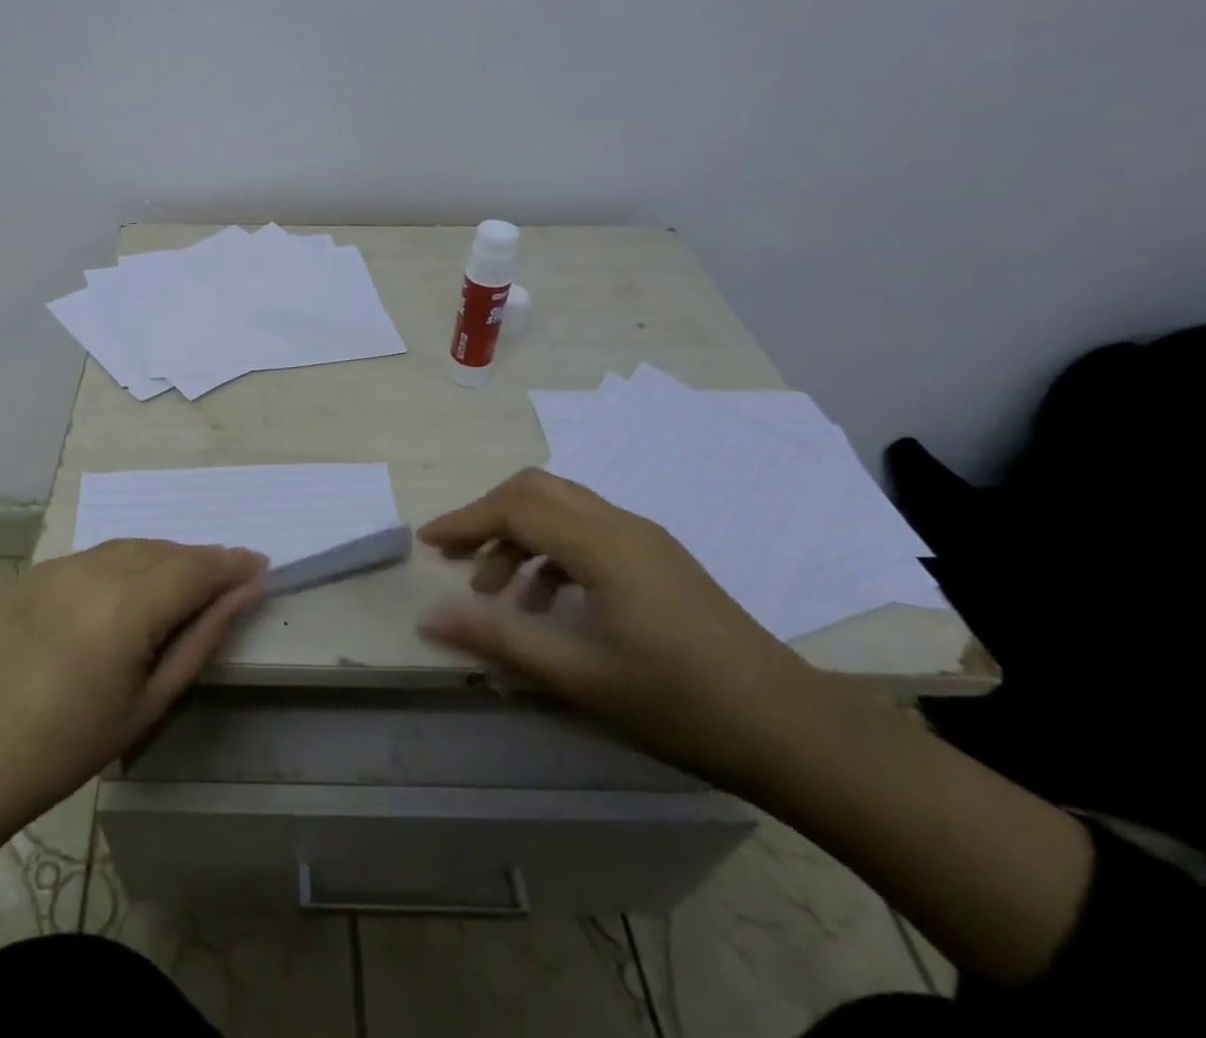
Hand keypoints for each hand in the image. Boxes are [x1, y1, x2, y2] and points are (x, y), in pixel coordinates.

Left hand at [0, 539, 267, 835]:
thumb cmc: (64, 749)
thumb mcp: (147, 704)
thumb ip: (201, 639)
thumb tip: (244, 593)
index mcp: (127, 604)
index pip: (197, 566)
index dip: (233, 563)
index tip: (261, 565)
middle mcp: (95, 569)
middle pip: (165, 550)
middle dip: (201, 561)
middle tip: (225, 584)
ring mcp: (59, 566)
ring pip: (130, 547)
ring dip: (163, 559)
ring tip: (180, 588)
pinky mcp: (33, 573)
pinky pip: (95, 556)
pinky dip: (124, 564)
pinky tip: (124, 594)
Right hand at [418, 467, 830, 793]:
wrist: (795, 732)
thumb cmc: (682, 705)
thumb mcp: (581, 679)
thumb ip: (501, 641)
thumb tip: (431, 618)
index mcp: (603, 545)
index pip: (515, 508)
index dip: (464, 520)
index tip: (427, 544)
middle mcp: (622, 525)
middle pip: (536, 489)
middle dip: (488, 516)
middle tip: (456, 557)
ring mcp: (646, 540)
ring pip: (562, 508)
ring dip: (519, 536)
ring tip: (498, 594)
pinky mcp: (659, 559)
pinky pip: (588, 532)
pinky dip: (552, 552)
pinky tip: (548, 605)